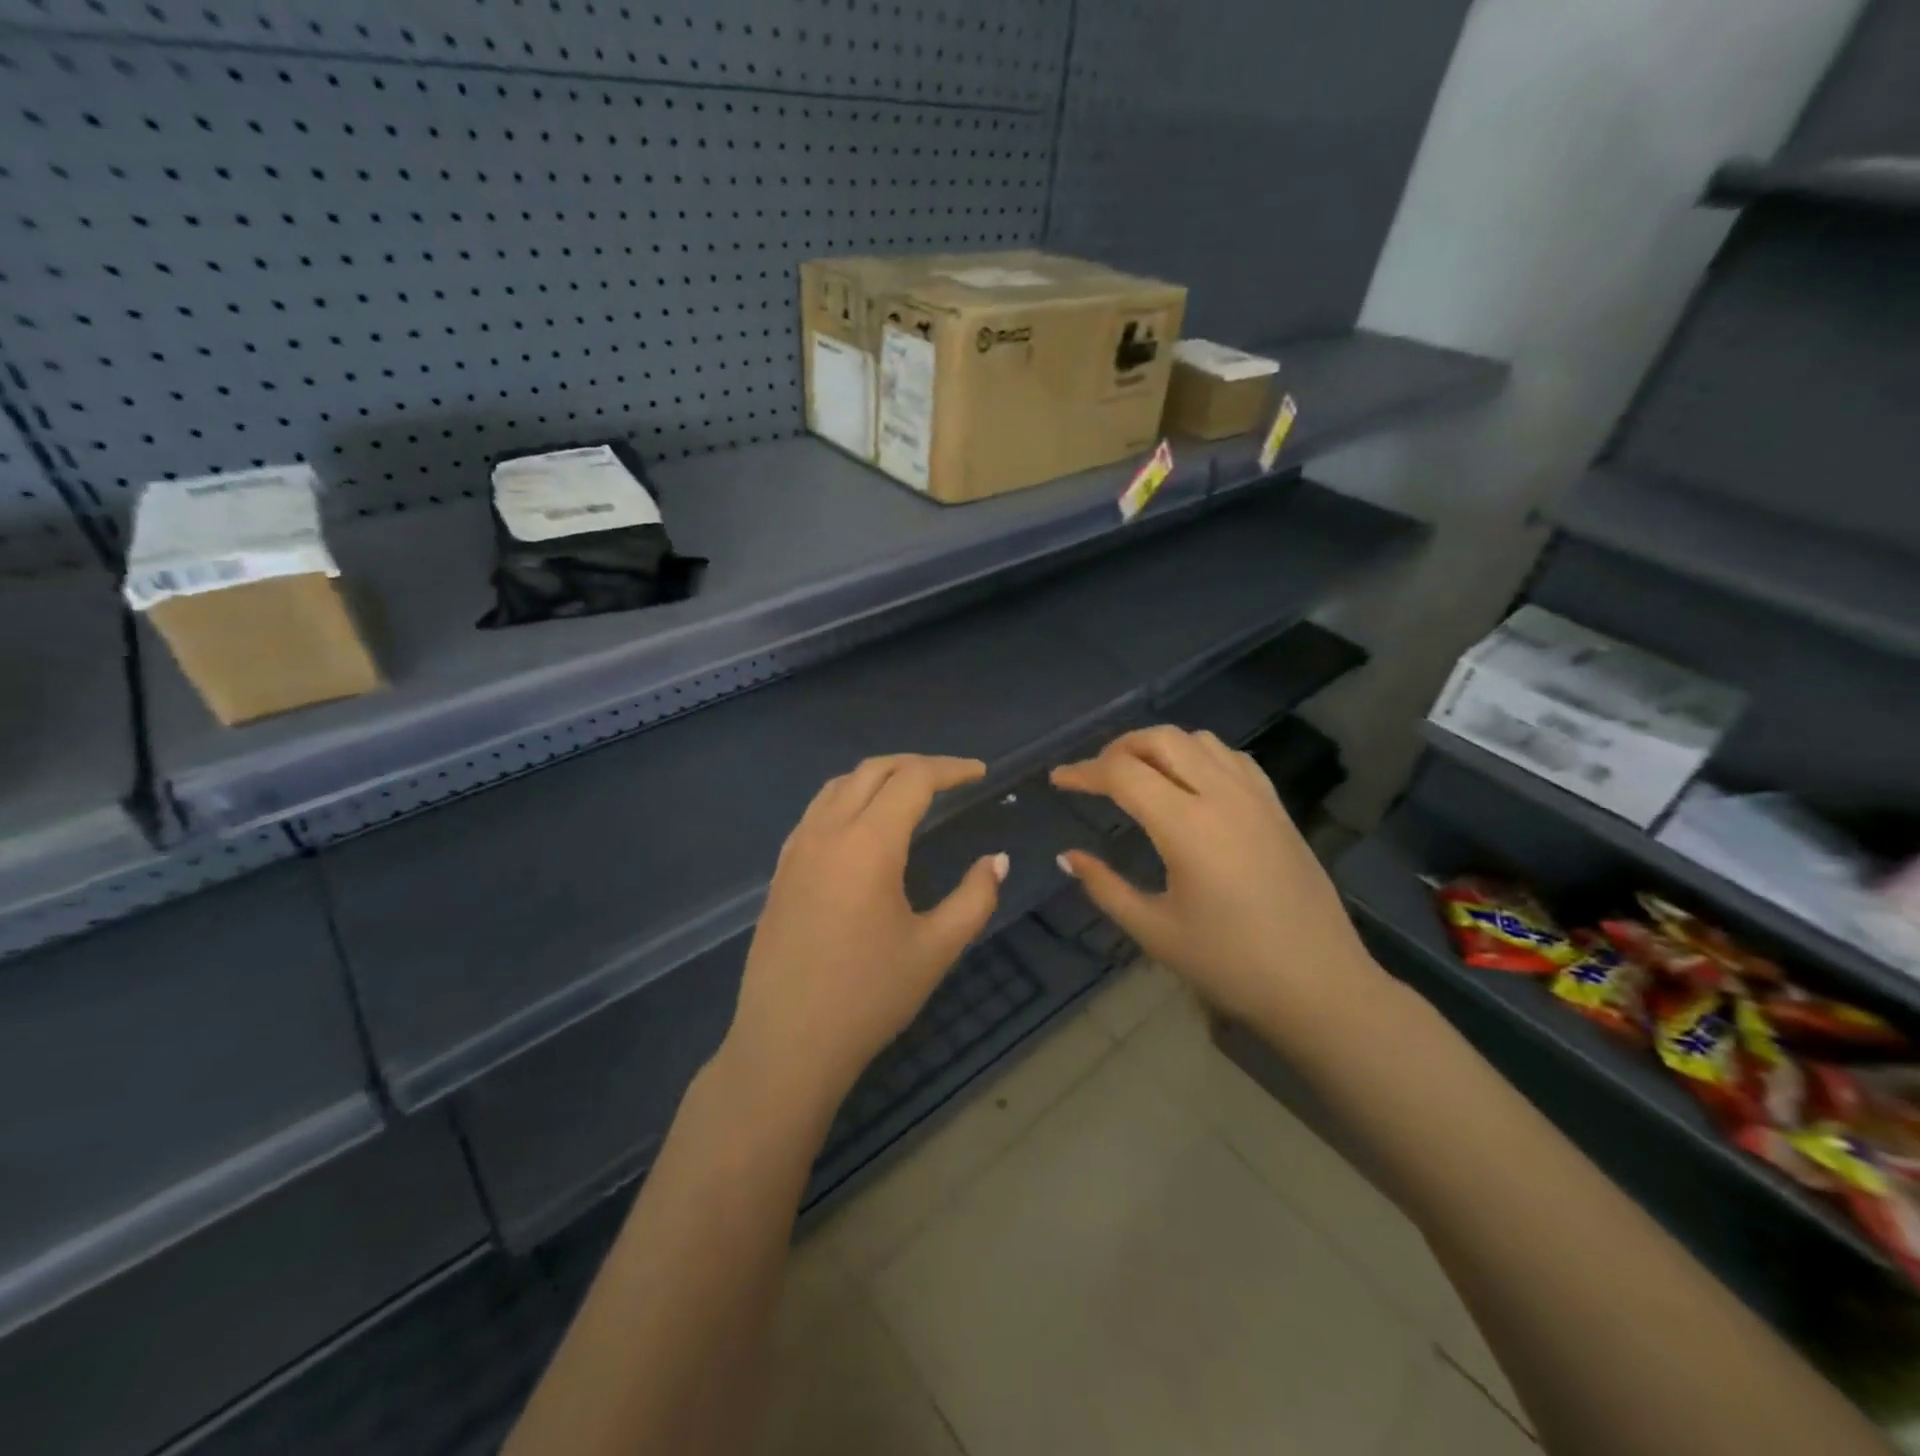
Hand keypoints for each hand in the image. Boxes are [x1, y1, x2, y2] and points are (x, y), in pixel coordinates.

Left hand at [723, 755, 1007, 1113]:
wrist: (787, 1045)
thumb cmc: (868, 998)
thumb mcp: (935, 949)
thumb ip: (974, 898)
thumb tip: (996, 861)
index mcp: (868, 844)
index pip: (913, 780)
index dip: (950, 769)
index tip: (980, 773)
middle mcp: (828, 832)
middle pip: (873, 770)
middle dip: (916, 764)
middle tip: (951, 778)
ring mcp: (797, 849)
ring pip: (839, 785)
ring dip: (879, 776)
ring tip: (910, 792)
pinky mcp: (781, 870)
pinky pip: (817, 810)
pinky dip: (848, 797)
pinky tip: (863, 825)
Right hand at [1051, 726, 1381, 1032]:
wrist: (1320, 985)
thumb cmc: (1230, 965)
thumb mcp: (1154, 931)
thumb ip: (1105, 887)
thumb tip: (1068, 856)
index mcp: (1187, 827)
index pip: (1123, 774)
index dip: (1083, 772)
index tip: (1057, 781)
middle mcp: (1222, 797)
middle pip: (1160, 739)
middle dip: (1118, 748)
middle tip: (1094, 776)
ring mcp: (1255, 797)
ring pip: (1198, 739)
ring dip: (1159, 746)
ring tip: (1137, 774)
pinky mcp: (1276, 807)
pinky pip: (1231, 757)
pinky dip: (1199, 754)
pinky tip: (1189, 783)